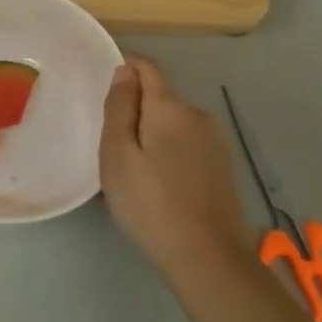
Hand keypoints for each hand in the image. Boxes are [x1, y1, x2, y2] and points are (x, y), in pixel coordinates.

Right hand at [99, 55, 250, 273]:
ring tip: (128, 160)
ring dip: (151, 128)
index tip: (99, 70)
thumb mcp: (118, 155)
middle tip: (105, 131)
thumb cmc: (151, 204)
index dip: (124, 62)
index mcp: (171, 107)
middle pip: (160, 95)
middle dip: (134, 103)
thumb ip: (119, 108)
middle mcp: (198, 115)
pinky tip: (155, 177)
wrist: (208, 259)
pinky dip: (167, 146)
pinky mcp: (221, 166)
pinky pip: (186, 141)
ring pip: (173, 120)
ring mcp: (215, 141)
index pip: (147, 67)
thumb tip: (124, 72)